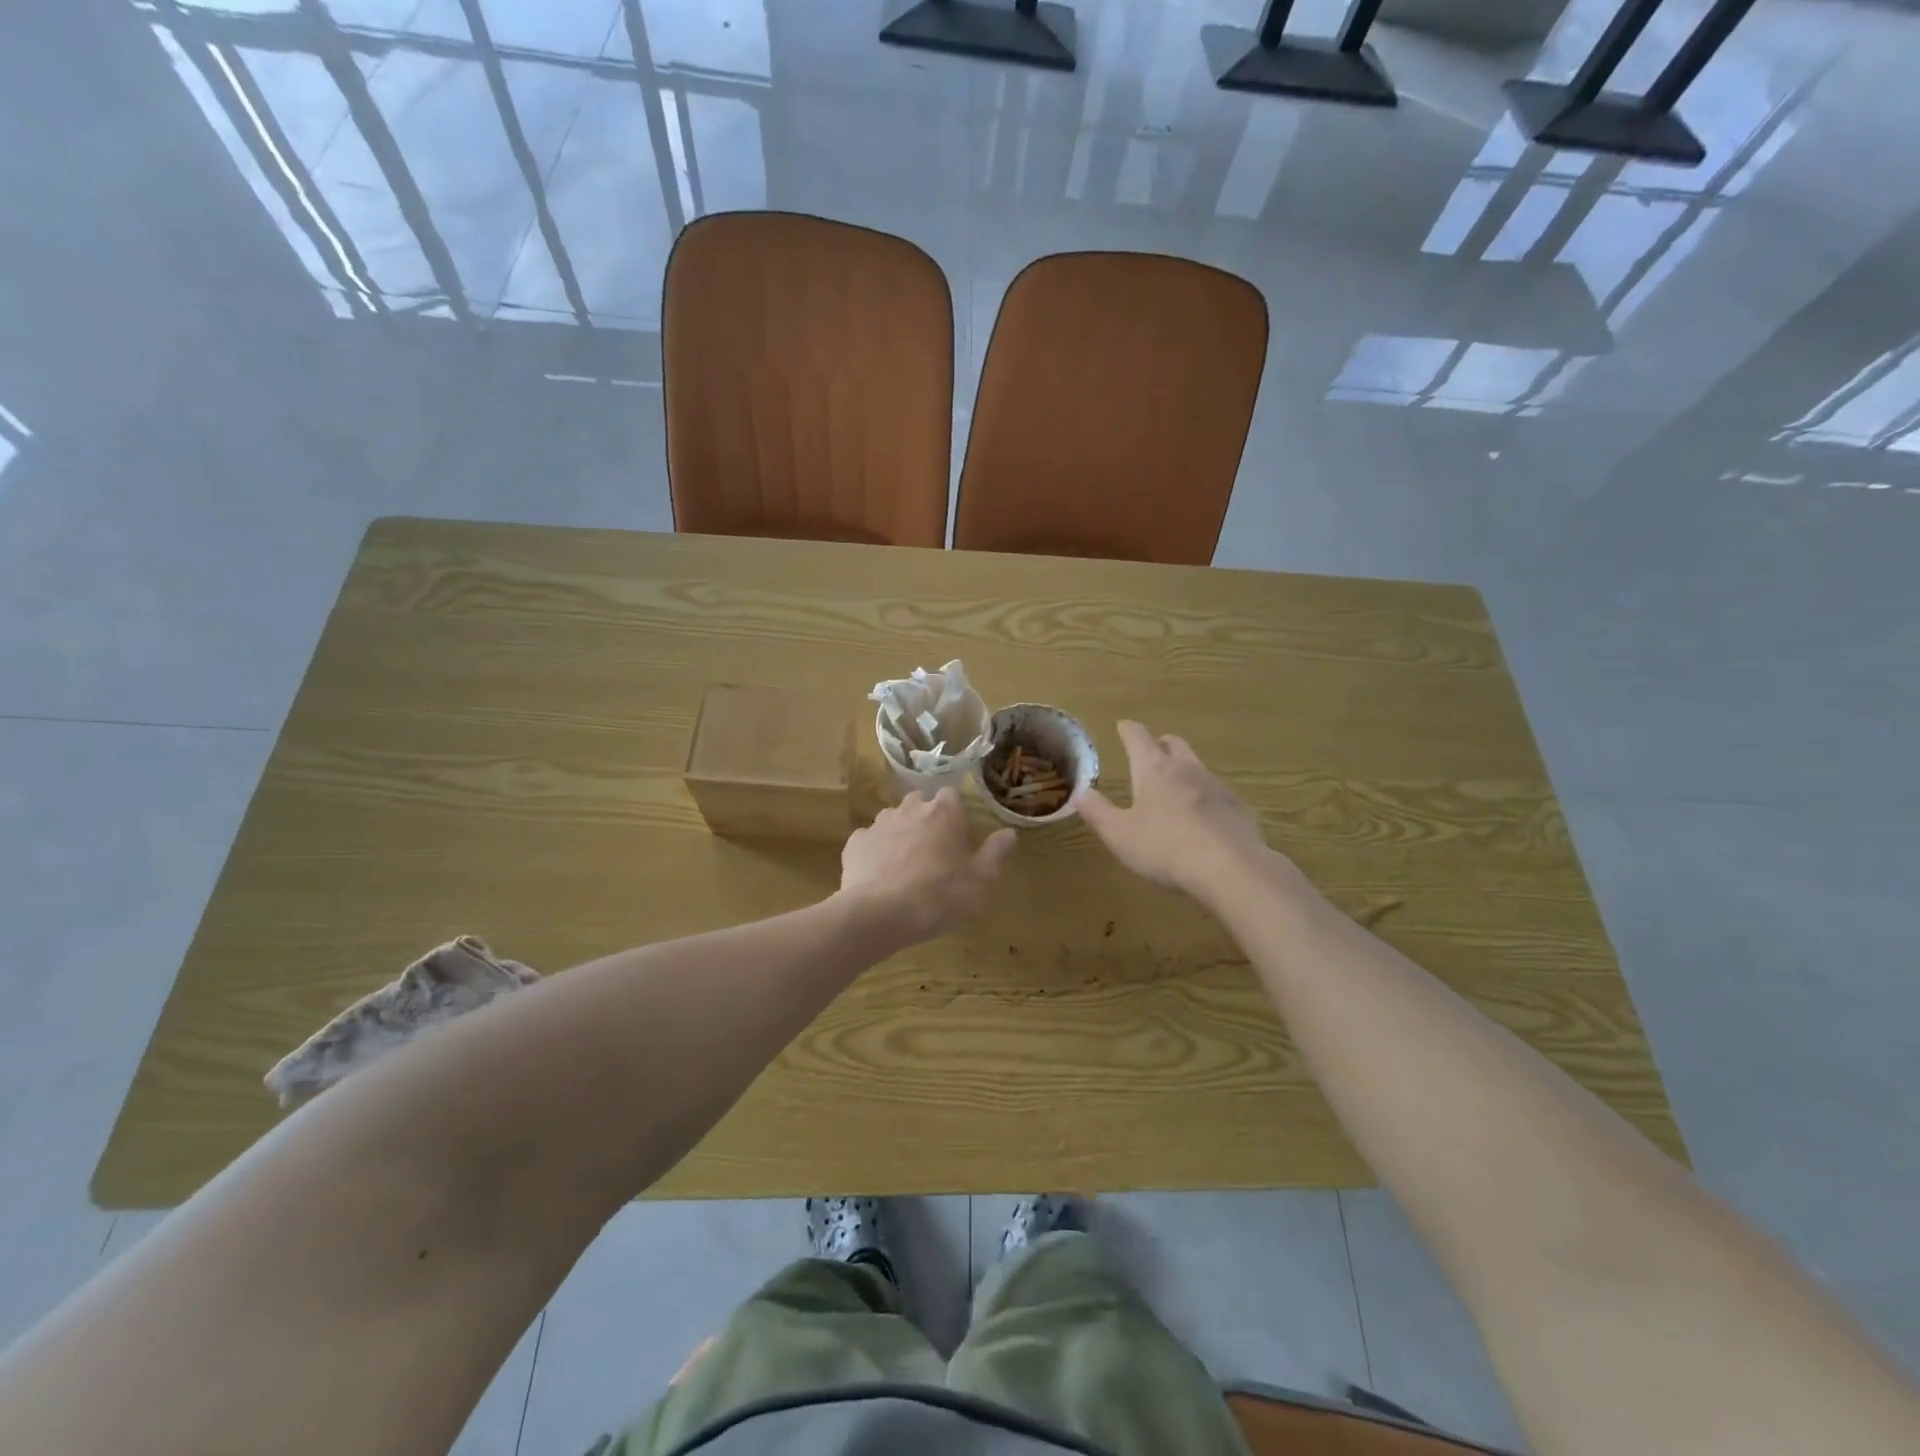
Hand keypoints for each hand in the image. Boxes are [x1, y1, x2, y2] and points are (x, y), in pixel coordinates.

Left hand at [837, 788, 1015, 946]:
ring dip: (901, 833)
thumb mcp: (980, 881)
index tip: (959, 835)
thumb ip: (996, 853)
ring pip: (894, 819)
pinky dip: (876, 851)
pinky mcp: (855, 844)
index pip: (952, 795)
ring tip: (906, 864)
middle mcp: (910, 809)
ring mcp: (879, 824)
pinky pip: (869, 840)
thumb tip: (1009, 832)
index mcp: (944, 812)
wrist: (879, 914)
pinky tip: (880, 874)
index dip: (956, 813)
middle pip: (921, 802)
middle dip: (927, 818)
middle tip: (934, 850)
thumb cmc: (938, 896)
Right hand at [1079, 721, 1277, 900]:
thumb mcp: (1119, 834)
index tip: (1123, 726)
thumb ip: (1098, 812)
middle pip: (1174, 744)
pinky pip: (1216, 793)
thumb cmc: (1164, 848)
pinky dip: (1204, 797)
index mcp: (1154, 769)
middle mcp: (1187, 769)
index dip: (1128, 730)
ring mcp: (1216, 786)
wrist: (1231, 869)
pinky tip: (1201, 818)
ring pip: (1197, 767)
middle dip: (1161, 744)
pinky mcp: (1237, 808)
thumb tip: (1080, 792)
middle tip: (1151, 751)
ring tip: (1174, 787)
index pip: (1138, 737)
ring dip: (1184, 770)